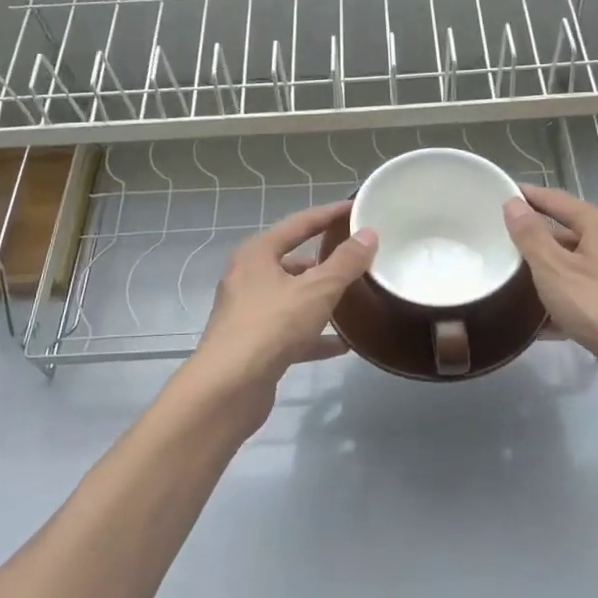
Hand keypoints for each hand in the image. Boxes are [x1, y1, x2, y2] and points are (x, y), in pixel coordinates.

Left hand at [177, 201, 377, 435]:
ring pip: (292, 298)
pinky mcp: (254, 344)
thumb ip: (345, 263)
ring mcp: (248, 313)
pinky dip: (314, 334)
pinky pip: (290, 331)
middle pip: (293, 261)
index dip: (329, 215)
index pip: (299, 224)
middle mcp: (248, 278)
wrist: (228, 388)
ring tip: (355, 300)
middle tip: (359, 260)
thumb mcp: (317, 290)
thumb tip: (368, 235)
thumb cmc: (272, 326)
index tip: (356, 210)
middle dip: (326, 262)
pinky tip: (342, 345)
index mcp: (257, 254)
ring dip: (321, 300)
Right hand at [503, 186, 597, 413]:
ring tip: (511, 283)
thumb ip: (531, 236)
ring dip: (546, 274)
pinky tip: (539, 324)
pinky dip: (562, 304)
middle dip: (535, 239)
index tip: (500, 195)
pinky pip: (585, 297)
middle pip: (567, 234)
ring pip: (575, 268)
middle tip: (499, 243)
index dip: (528, 196)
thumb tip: (513, 203)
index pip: (557, 200)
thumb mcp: (555, 269)